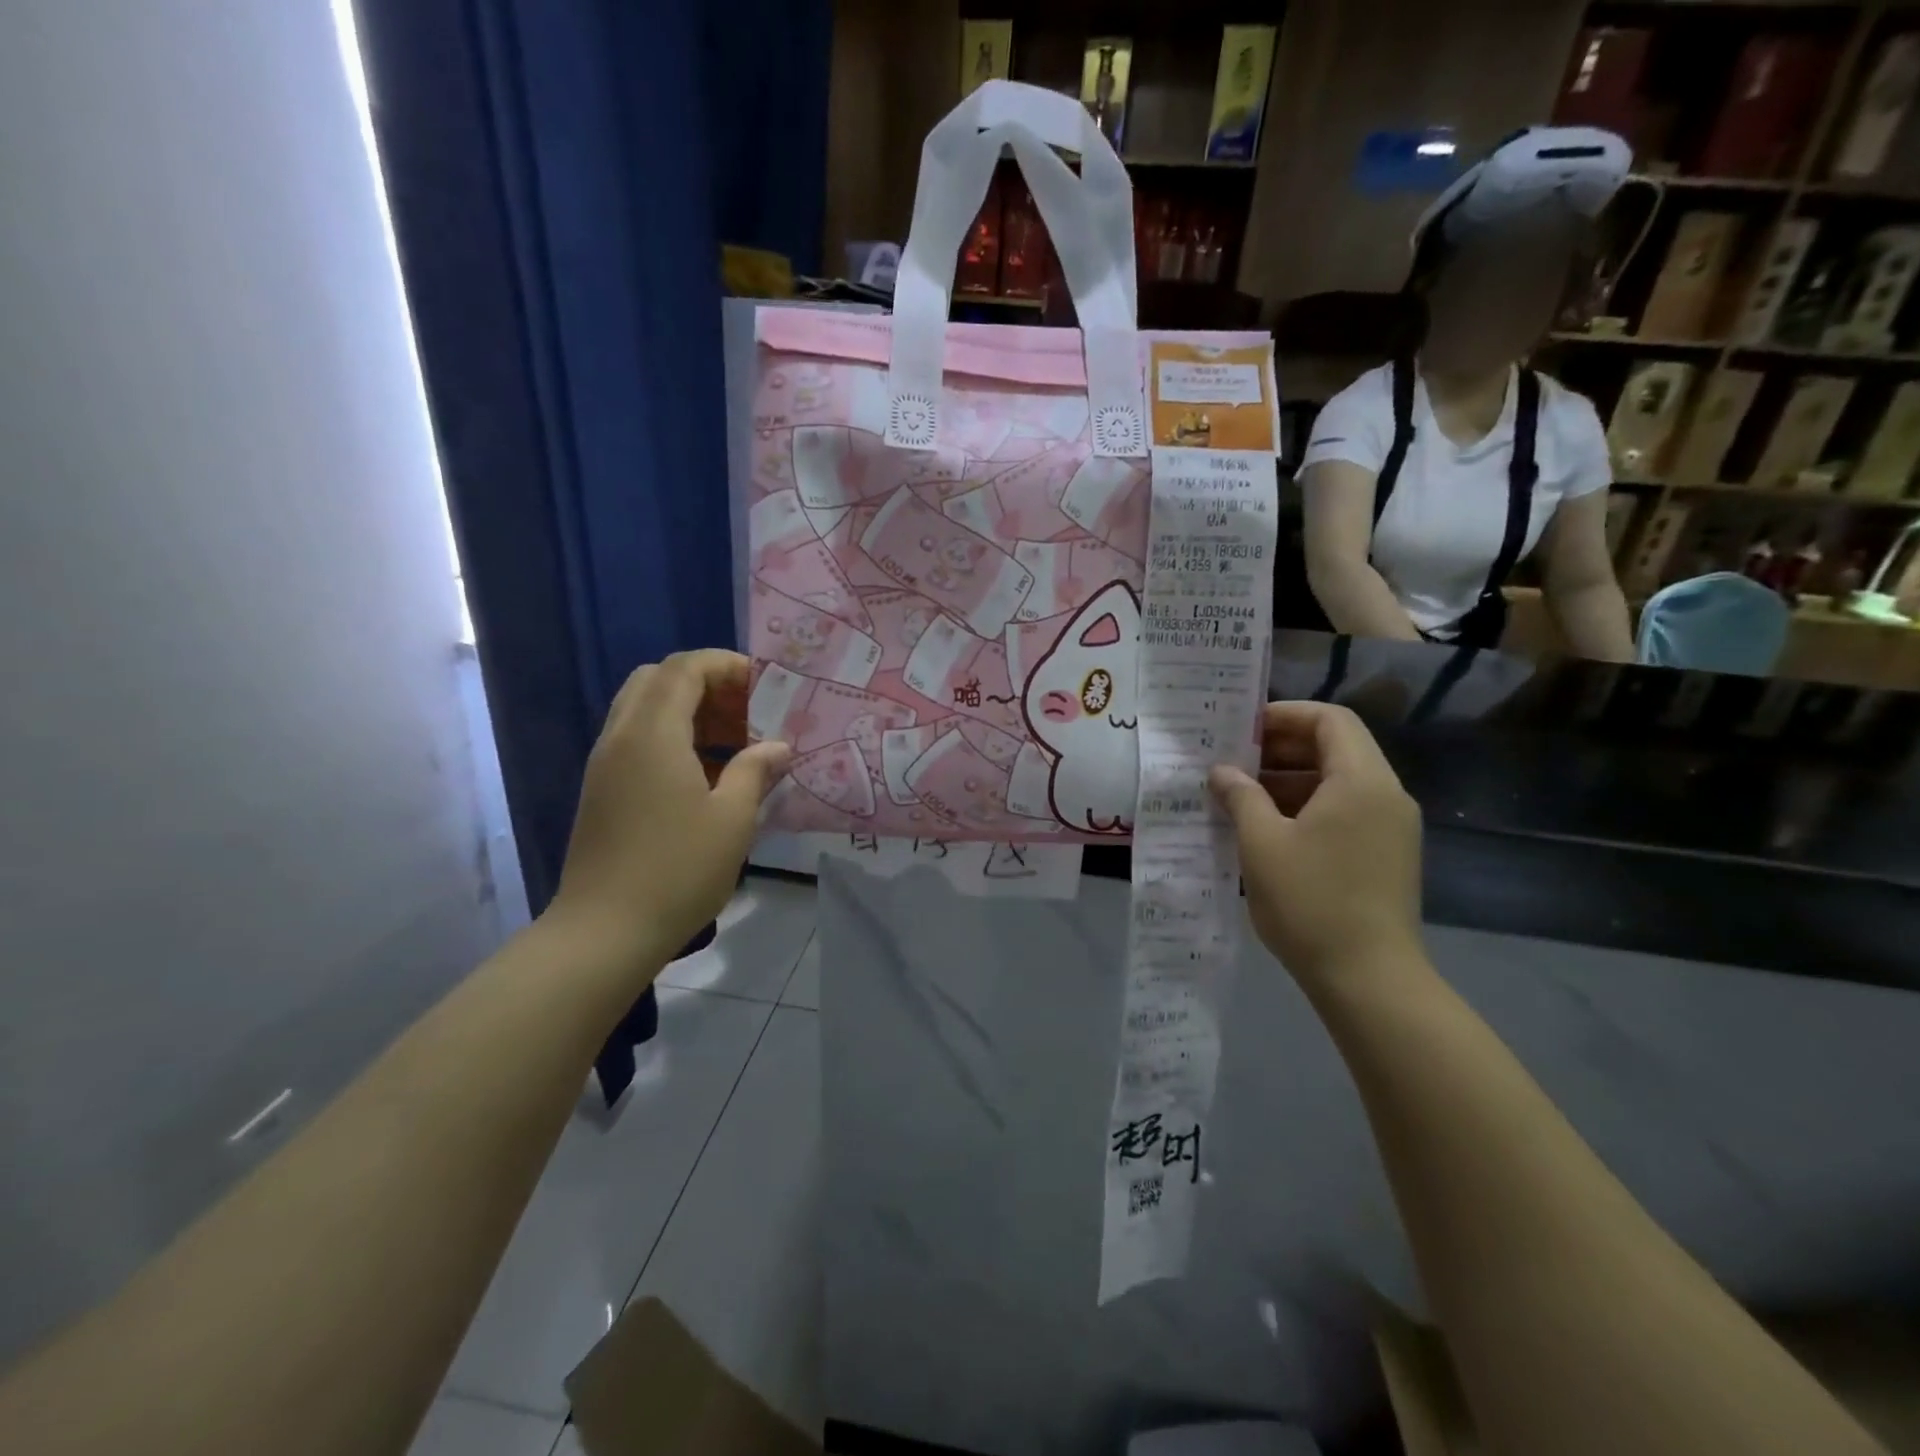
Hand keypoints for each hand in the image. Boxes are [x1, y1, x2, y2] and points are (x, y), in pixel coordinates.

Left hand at [549, 650, 790, 961]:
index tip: (765, 686)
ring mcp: (605, 764)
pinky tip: (706, 774)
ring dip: (689, 712)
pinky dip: (672, 737)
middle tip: (747, 711)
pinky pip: (637, 739)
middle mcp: (621, 736)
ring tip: (735, 743)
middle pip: (658, 679)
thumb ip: (756, 771)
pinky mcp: (601, 790)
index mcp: (652, 733)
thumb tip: (778, 747)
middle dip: (706, 684)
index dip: (726, 665)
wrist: (604, 932)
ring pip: (644, 709)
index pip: (684, 668)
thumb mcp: (732, 819)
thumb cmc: (677, 870)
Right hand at [1208, 702, 1421, 985]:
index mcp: (1361, 781)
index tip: (1242, 729)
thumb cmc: (1311, 901)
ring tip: (1241, 796)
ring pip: (1338, 782)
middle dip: (1282, 749)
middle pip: (1336, 748)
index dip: (1285, 715)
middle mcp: (1385, 795)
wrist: (1369, 979)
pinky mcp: (1386, 855)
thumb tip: (1222, 771)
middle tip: (1233, 762)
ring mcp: (1390, 827)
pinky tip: (1267, 829)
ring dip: (1290, 780)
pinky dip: (1307, 807)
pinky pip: (1345, 811)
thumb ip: (1241, 796)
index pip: (1330, 719)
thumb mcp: (1262, 843)